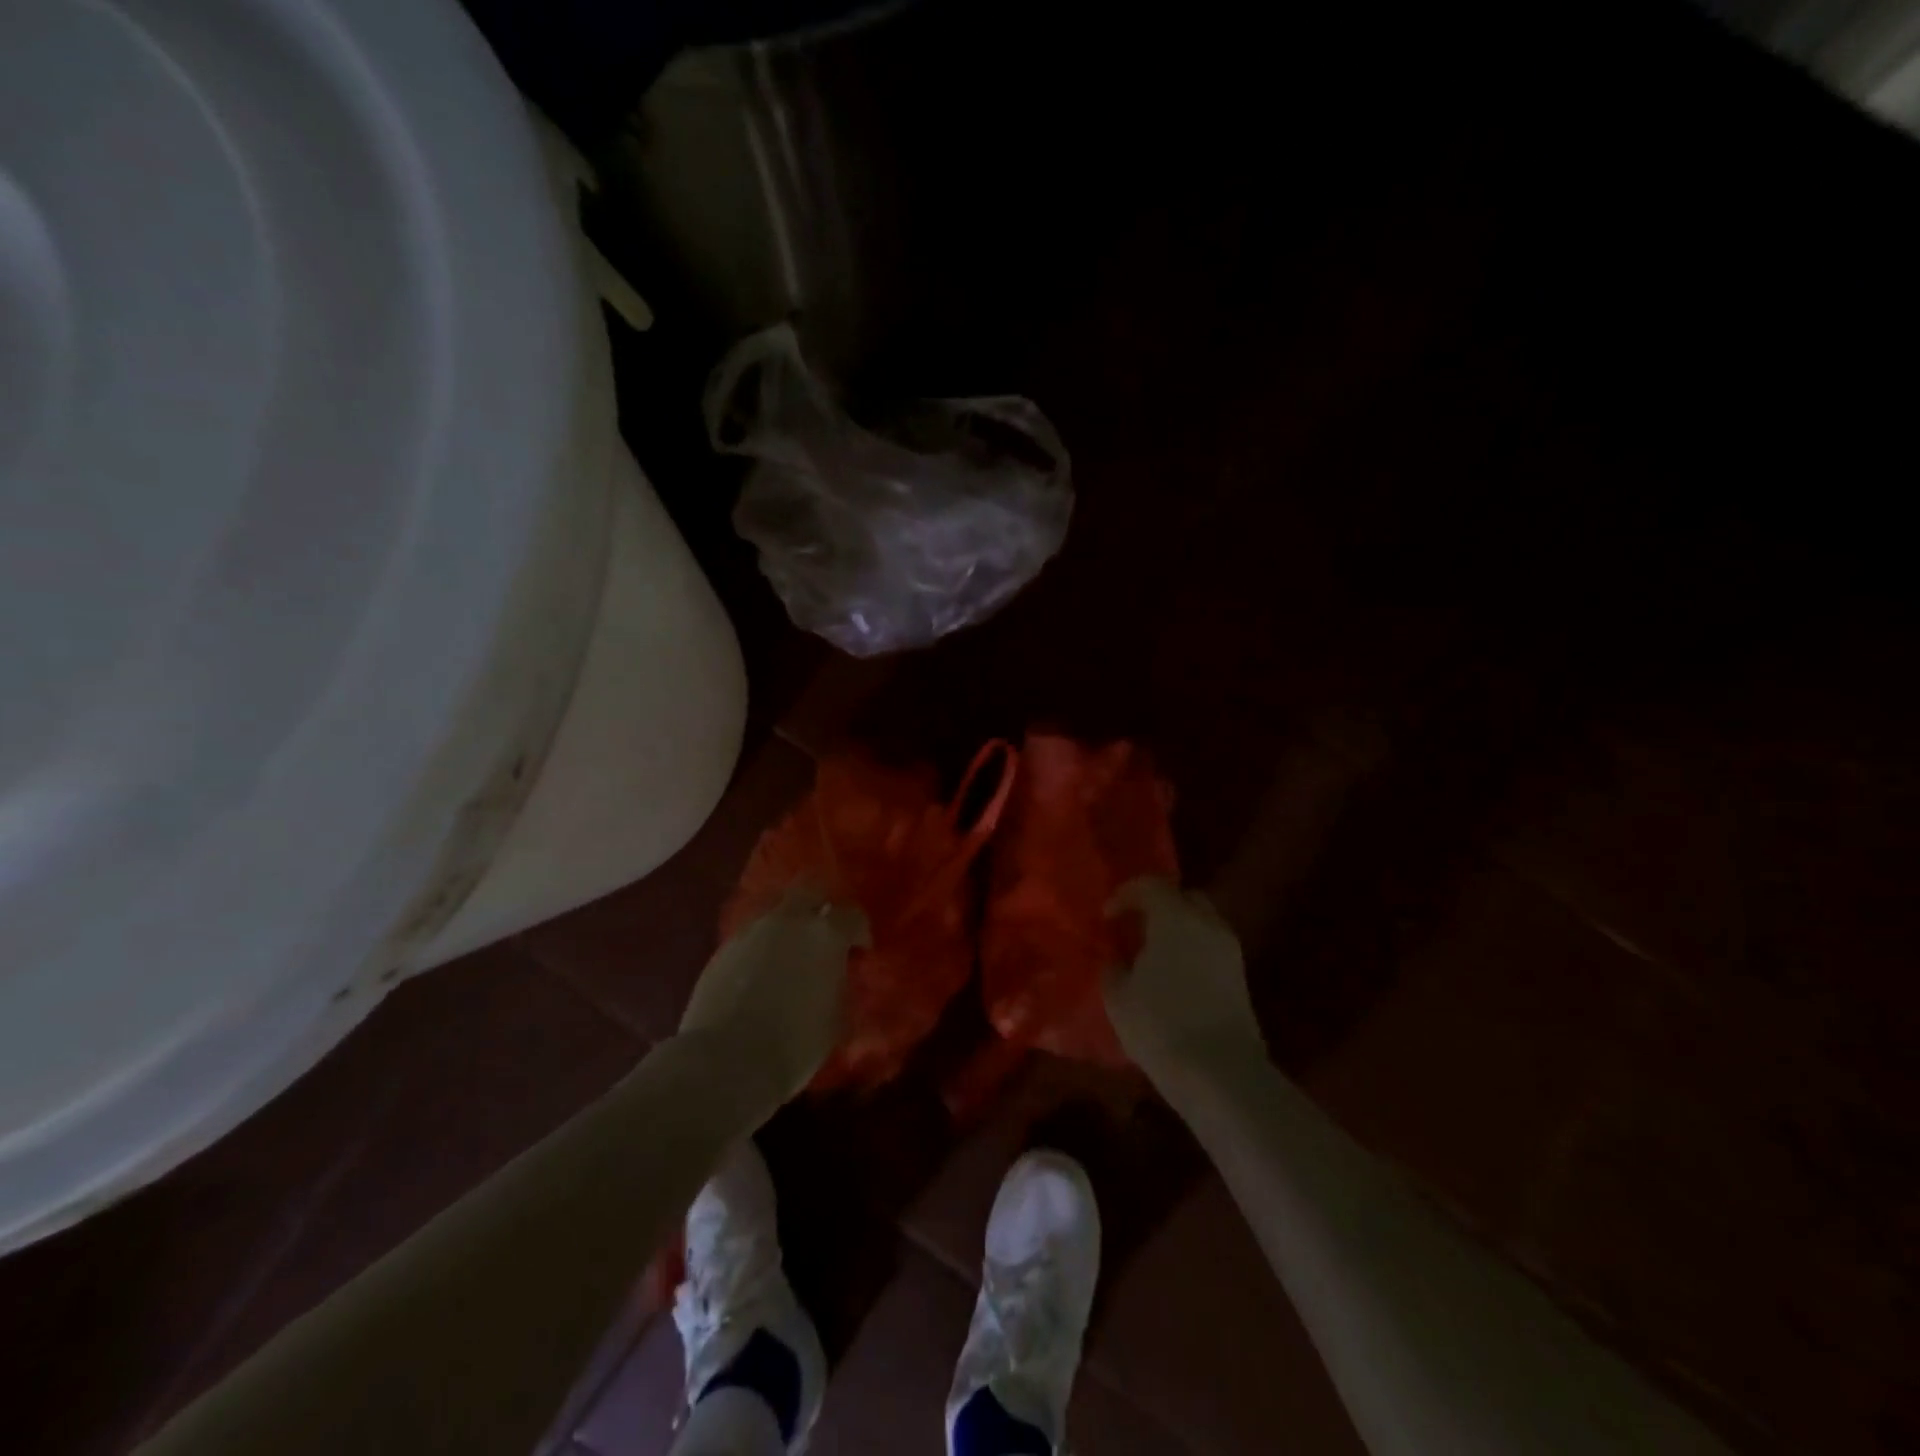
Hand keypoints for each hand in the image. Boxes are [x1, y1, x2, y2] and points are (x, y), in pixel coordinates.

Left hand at [679, 887, 868, 1105]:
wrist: (728, 1059)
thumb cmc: (796, 1043)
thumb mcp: (836, 1019)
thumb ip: (840, 987)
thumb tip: (837, 978)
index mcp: (826, 935)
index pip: (852, 915)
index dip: (860, 931)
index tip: (860, 951)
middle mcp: (789, 921)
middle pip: (810, 889)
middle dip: (821, 903)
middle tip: (824, 930)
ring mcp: (752, 931)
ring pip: (776, 910)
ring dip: (788, 924)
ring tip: (789, 953)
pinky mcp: (723, 949)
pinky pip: (751, 935)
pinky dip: (761, 945)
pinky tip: (761, 971)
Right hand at [1105, 878, 1266, 1080]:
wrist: (1221, 1074)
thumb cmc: (1160, 1025)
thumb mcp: (1118, 996)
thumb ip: (1113, 967)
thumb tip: (1117, 959)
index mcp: (1175, 917)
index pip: (1150, 885)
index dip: (1125, 895)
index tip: (1107, 917)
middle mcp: (1207, 924)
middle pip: (1183, 898)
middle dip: (1158, 906)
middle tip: (1135, 929)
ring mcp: (1229, 950)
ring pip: (1201, 923)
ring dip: (1178, 930)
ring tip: (1153, 956)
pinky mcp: (1241, 978)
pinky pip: (1211, 948)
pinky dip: (1192, 951)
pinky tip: (1174, 978)